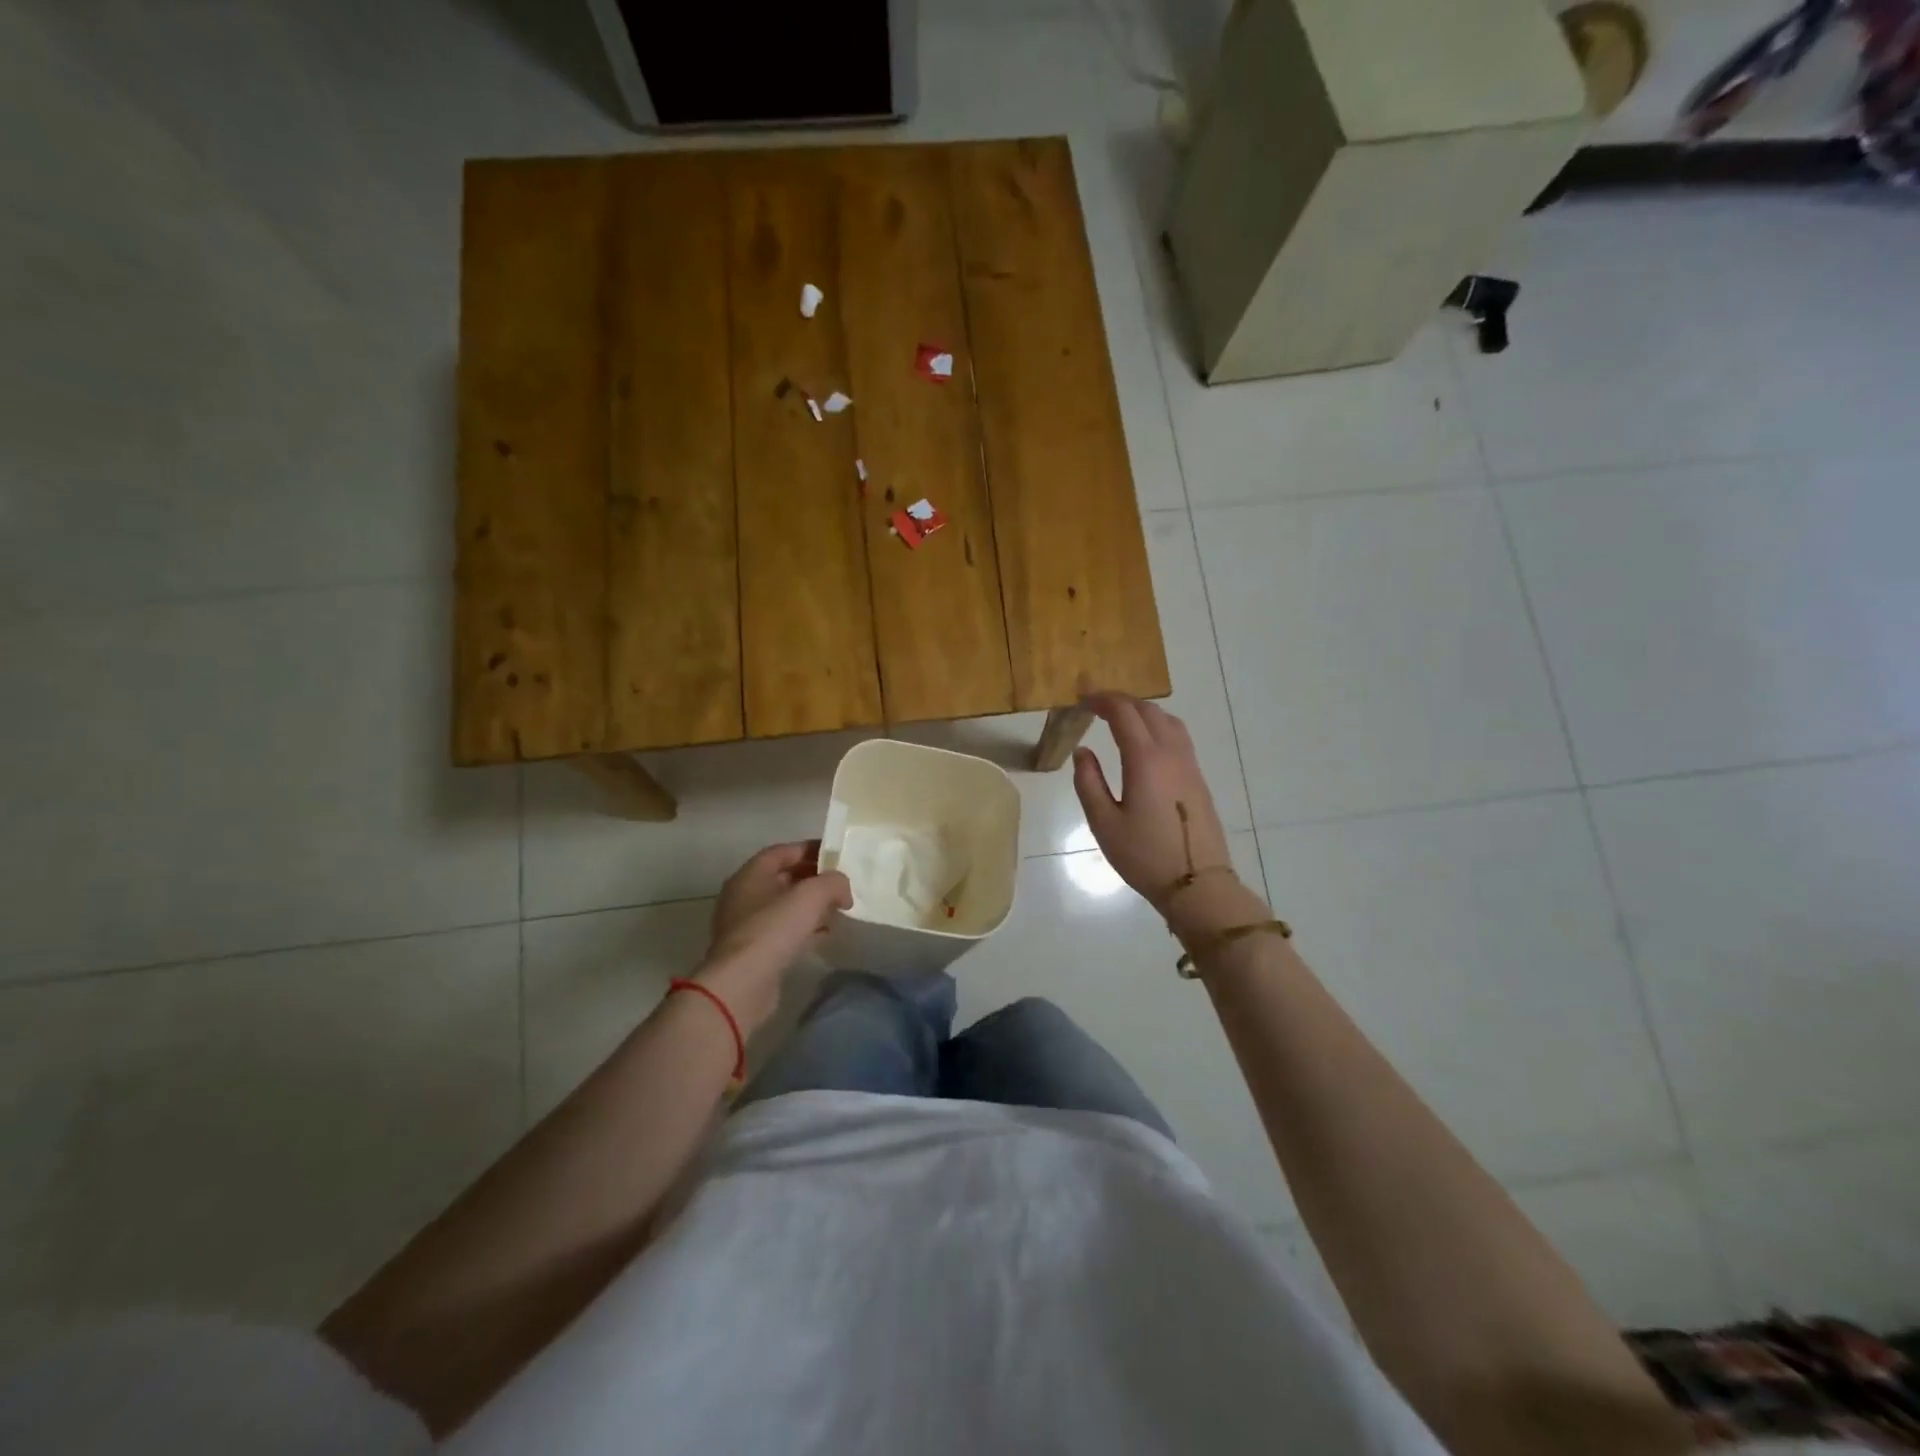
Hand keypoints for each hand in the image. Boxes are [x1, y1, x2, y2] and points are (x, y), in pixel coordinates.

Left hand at [696, 842, 850, 1033]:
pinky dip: (803, 928)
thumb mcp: (811, 895)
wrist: (742, 984)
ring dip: (810, 905)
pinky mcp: (752, 950)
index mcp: (751, 873)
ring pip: (783, 905)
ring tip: (838, 910)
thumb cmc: (773, 929)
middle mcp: (743, 894)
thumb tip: (842, 889)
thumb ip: (833, 882)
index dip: (812, 849)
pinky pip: (781, 930)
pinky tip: (824, 935)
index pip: (783, 851)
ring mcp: (745, 924)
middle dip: (813, 878)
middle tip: (841, 884)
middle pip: (783, 877)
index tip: (838, 856)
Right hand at [1072, 693, 1235, 907]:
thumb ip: (1088, 782)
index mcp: (1145, 760)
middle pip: (1147, 710)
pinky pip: (1178, 736)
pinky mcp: (1198, 778)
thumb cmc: (1144, 856)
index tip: (1081, 698)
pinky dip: (1157, 725)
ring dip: (1142, 711)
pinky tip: (1146, 742)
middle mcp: (1170, 753)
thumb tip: (1082, 752)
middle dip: (1120, 701)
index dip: (1101, 699)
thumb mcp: (1104, 823)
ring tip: (1120, 718)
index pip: (1123, 713)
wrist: (1198, 884)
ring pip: (1168, 719)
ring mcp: (1189, 764)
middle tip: (1095, 705)